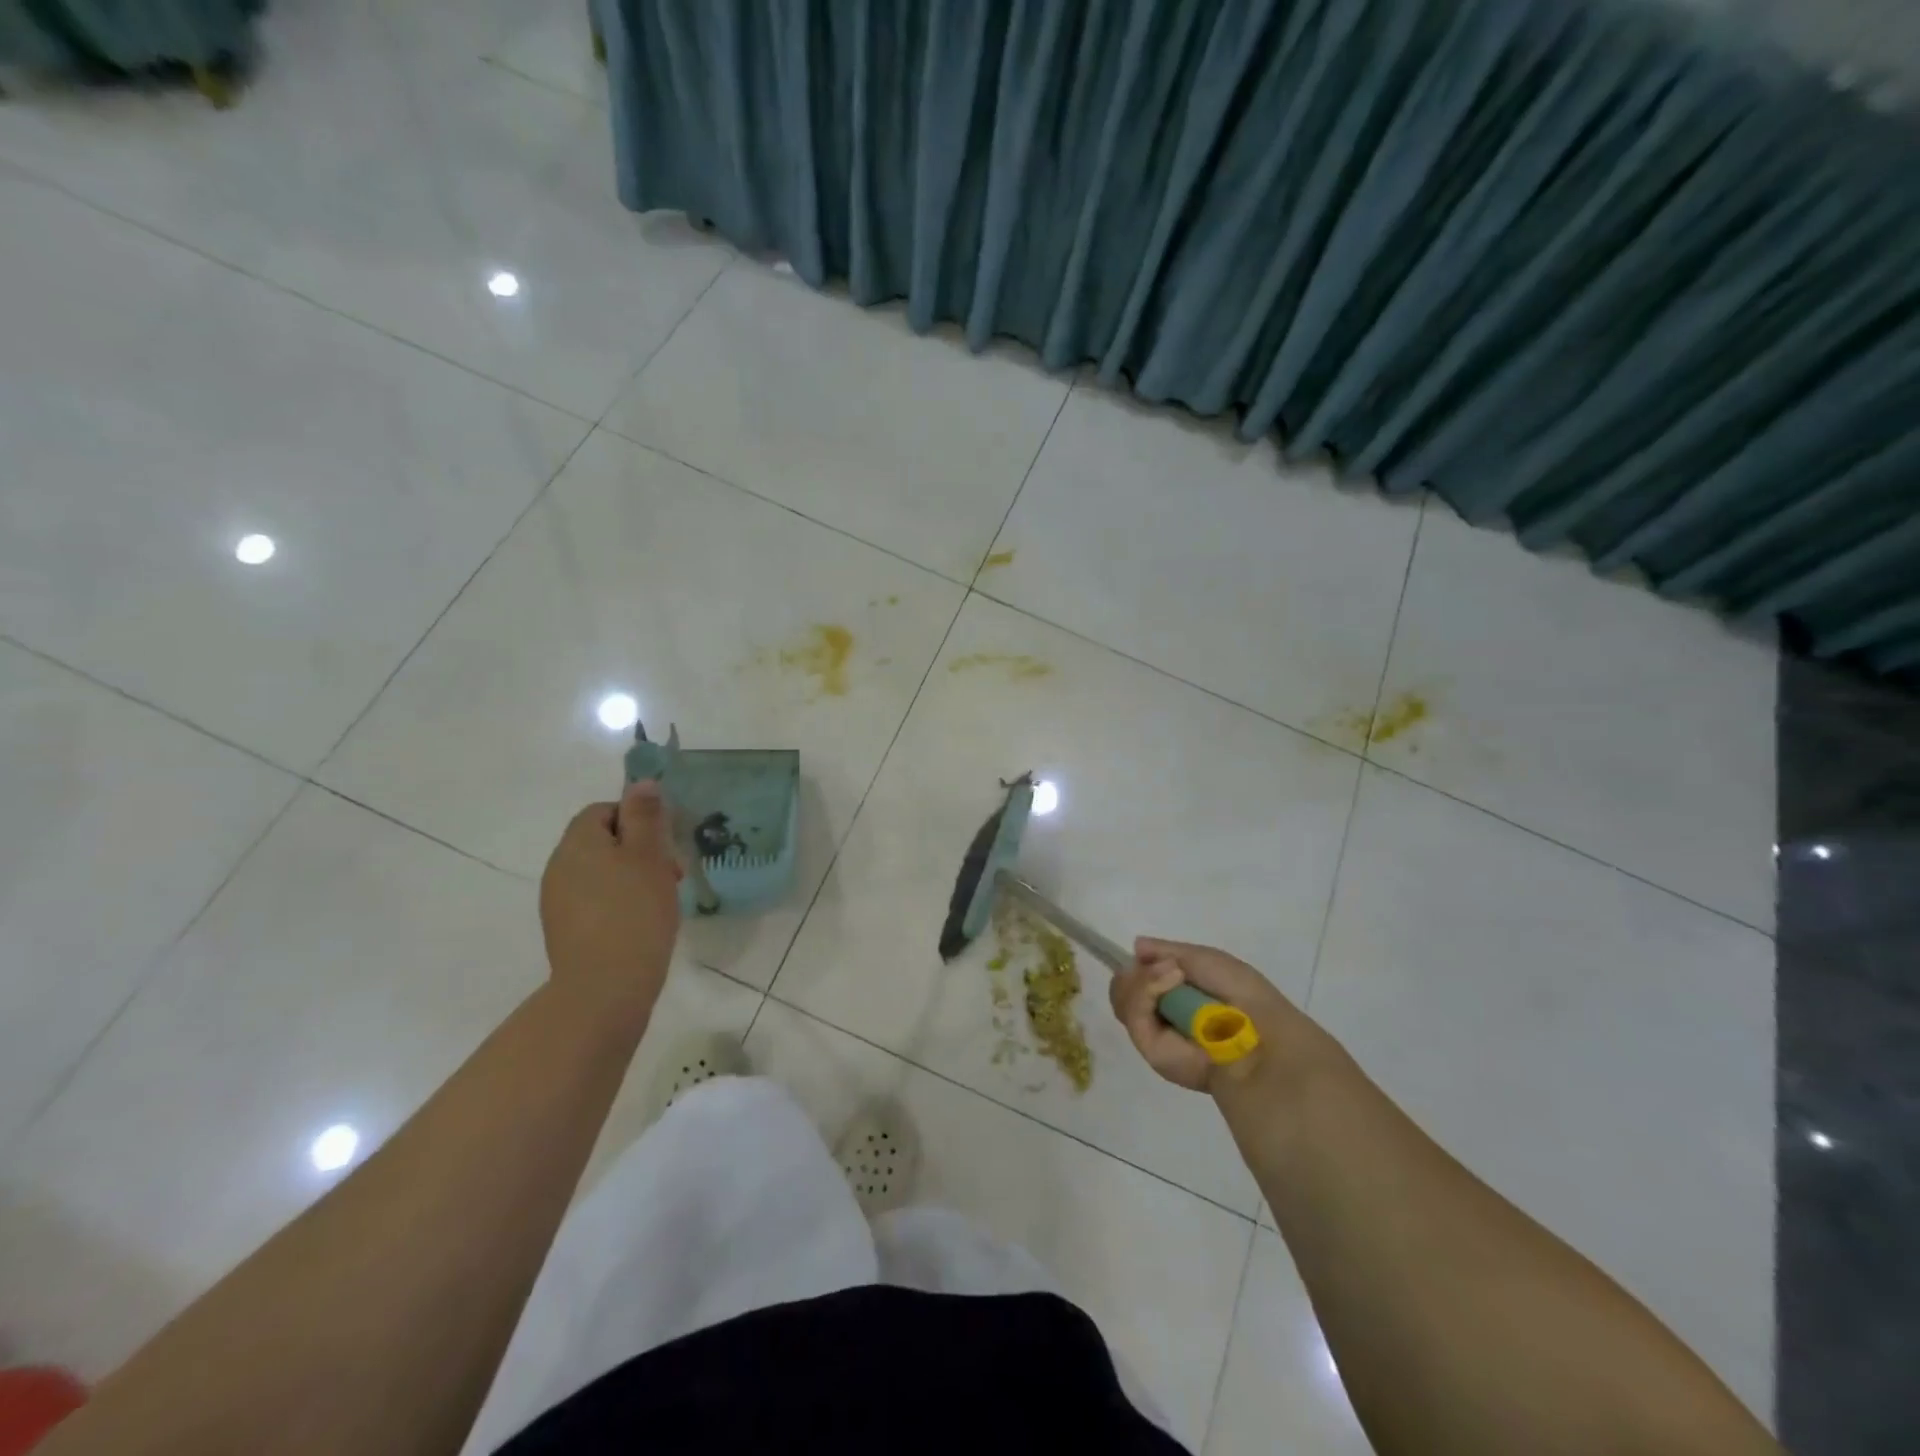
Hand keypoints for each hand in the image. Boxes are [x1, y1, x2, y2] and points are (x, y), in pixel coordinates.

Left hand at [539, 781, 681, 1029]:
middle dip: (640, 849)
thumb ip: (645, 815)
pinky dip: (619, 902)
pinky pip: (595, 900)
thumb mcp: (649, 855)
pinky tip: (642, 923)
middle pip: (602, 841)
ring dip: (632, 877)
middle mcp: (560, 866)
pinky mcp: (565, 930)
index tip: (665, 844)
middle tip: (672, 874)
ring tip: (661, 900)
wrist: (605, 988)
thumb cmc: (634, 912)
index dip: (637, 819)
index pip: (604, 810)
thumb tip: (641, 783)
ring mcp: (558, 901)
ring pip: (600, 872)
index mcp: (578, 842)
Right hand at [1109, 938, 1305, 1091]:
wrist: (1256, 1032)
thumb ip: (1167, 951)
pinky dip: (1146, 990)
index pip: (1138, 979)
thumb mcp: (1204, 958)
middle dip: (1138, 972)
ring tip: (1173, 974)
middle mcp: (1161, 1015)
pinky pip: (1131, 1011)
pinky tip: (1171, 982)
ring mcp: (1153, 1033)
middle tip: (1166, 967)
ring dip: (1143, 978)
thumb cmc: (1240, 992)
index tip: (1149, 955)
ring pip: (1122, 997)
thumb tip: (1136, 947)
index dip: (1140, 966)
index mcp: (1176, 997)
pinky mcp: (1149, 1049)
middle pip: (1123, 988)